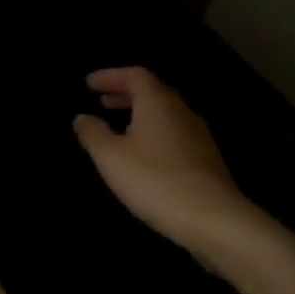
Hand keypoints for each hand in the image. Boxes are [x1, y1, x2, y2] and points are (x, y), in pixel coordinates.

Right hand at [73, 68, 250, 256]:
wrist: (213, 219)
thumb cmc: (155, 180)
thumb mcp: (111, 157)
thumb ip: (93, 133)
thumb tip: (81, 117)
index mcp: (158, 102)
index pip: (134, 75)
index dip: (110, 76)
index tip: (89, 84)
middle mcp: (181, 111)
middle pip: (153, 91)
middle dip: (125, 93)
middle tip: (102, 101)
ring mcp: (199, 135)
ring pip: (166, 113)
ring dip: (141, 114)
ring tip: (120, 127)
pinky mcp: (207, 159)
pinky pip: (175, 133)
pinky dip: (154, 132)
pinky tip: (145, 154)